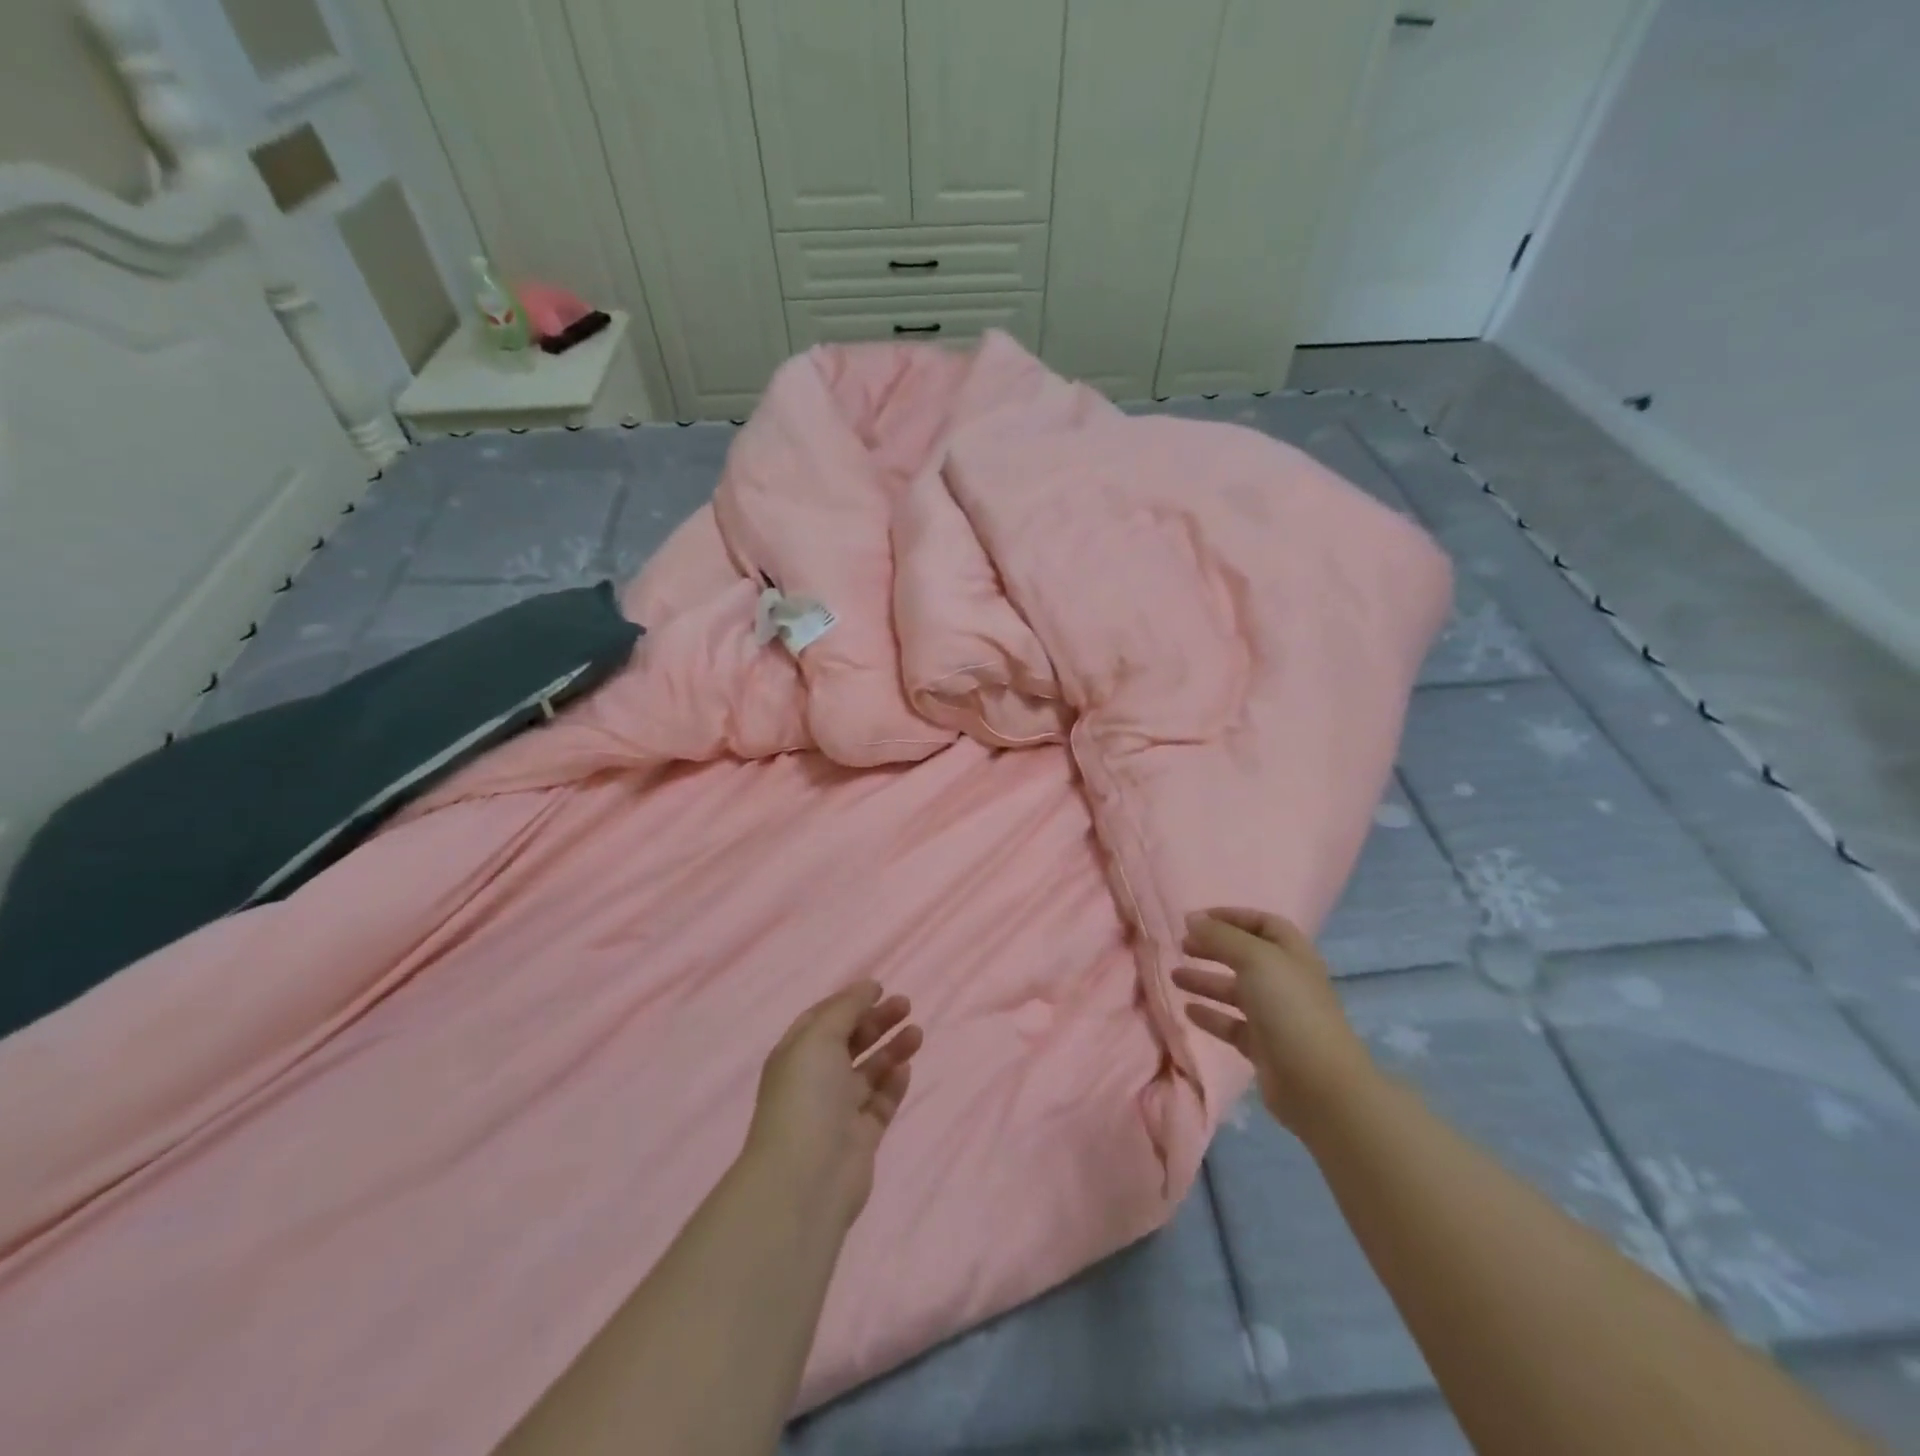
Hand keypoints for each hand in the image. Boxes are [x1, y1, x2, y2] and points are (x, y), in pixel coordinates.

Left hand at [744, 982, 923, 1230]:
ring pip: (870, 1071)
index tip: (880, 988)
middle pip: (850, 1042)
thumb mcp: (819, 1037)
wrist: (806, 1179)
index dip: (850, 1001)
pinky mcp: (861, 1137)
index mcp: (796, 1055)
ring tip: (917, 1033)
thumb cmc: (806, 1097)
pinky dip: (894, 1083)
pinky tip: (907, 1068)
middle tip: (907, 1005)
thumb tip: (868, 986)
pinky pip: (881, 1102)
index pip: (824, 1019)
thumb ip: (846, 1008)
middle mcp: (815, 1080)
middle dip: (877, 1021)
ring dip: (891, 1049)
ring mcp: (838, 1110)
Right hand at [1174, 908, 1373, 1134]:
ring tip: (1174, 976)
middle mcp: (1285, 981)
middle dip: (1213, 947)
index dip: (1231, 917)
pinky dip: (1210, 1015)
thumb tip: (1192, 919)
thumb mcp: (1254, 959)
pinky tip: (1188, 1011)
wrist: (1317, 1083)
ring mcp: (1275, 1015)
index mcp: (1292, 954)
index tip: (1196, 919)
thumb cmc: (1289, 1008)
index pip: (1262, 923)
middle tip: (1181, 946)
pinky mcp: (1263, 1046)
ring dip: (1205, 981)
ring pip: (1235, 991)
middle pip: (1245, 956)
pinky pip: (1232, 1024)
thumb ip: (1220, 936)